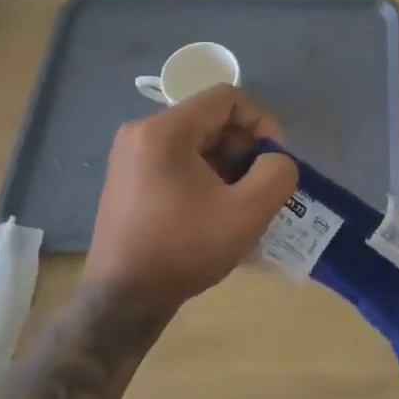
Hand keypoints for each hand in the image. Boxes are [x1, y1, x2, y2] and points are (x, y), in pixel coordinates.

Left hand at [83, 86, 298, 313]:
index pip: (227, 98)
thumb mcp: (246, 213)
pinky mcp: (128, 178)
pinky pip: (178, 159)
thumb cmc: (183, 250)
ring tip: (239, 202)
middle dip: (243, 147)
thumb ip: (277, 174)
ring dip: (226, 164)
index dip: (260, 122)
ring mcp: (131, 155)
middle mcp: (142, 132)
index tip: (273, 159)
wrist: (121, 300)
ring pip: (196, 141)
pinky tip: (214, 211)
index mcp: (165, 129)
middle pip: (210, 119)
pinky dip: (204, 175)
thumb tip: (276, 160)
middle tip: (258, 186)